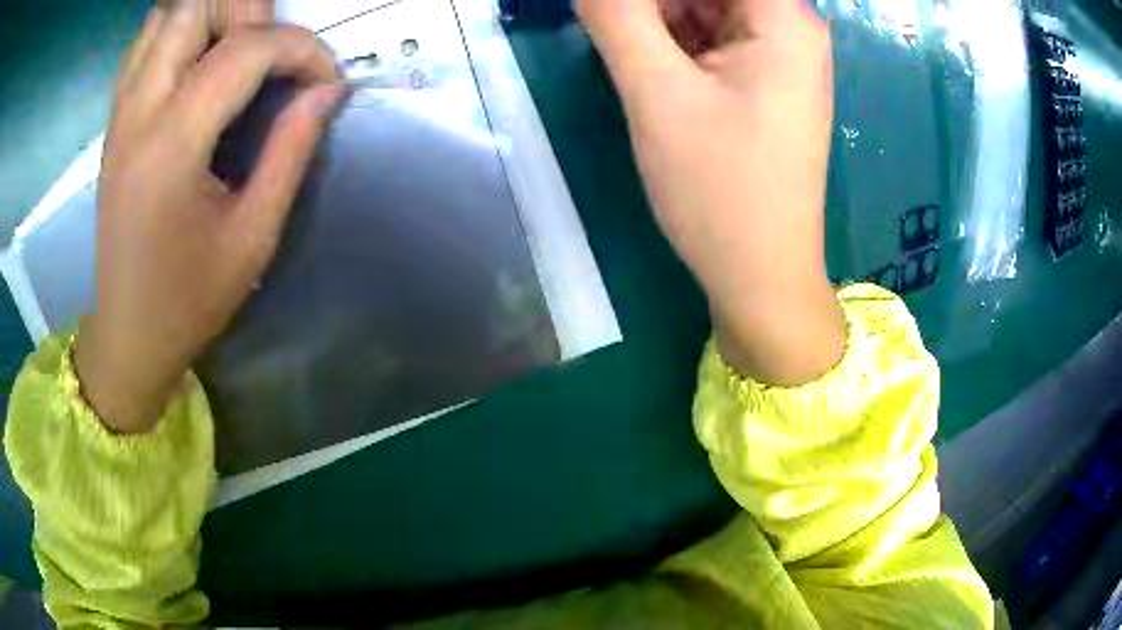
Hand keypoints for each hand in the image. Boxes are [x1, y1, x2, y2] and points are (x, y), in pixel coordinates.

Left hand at [76, 0, 340, 433]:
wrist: (128, 334)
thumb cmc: (188, 300)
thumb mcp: (253, 237)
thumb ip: (290, 151)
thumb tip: (326, 90)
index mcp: (172, 146)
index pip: (245, 49)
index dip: (300, 49)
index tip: (326, 79)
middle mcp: (138, 113)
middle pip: (194, 8)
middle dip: (247, 11)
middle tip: (273, 52)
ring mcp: (120, 113)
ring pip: (165, 16)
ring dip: (209, 16)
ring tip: (236, 49)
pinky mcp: (115, 121)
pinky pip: (145, 43)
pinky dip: (178, 31)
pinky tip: (198, 60)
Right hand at [577, 0, 845, 385]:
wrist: (761, 276)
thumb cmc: (719, 191)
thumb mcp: (657, 94)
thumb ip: (616, 16)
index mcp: (784, 18)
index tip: (613, 16)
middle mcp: (791, 25)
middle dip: (650, 4)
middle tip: (608, 32)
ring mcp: (780, 53)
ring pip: (704, 6)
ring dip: (655, 18)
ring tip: (629, 60)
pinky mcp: (765, 79)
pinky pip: (711, 35)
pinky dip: (672, 40)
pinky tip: (649, 67)